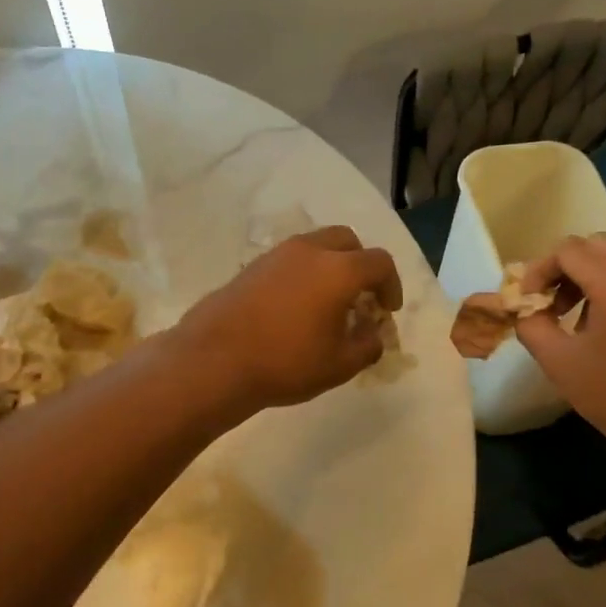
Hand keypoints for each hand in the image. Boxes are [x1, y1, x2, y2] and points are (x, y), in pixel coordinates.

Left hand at [174, 226, 402, 417]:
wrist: (214, 360)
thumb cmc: (286, 363)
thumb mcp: (340, 365)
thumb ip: (367, 345)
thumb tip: (372, 333)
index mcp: (338, 270)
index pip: (379, 262)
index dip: (391, 285)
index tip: (387, 311)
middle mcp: (310, 251)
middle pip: (348, 241)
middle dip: (361, 265)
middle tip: (361, 298)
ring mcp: (277, 254)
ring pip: (316, 245)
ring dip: (331, 266)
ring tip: (328, 304)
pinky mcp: (252, 266)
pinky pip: (291, 259)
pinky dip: (305, 273)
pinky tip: (296, 307)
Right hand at [513, 234, 605, 477]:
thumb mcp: (560, 364)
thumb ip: (533, 325)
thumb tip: (526, 308)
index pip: (567, 250)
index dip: (539, 271)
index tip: (528, 301)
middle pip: (594, 245)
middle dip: (564, 267)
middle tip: (549, 303)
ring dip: (587, 274)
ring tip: (572, 316)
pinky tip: (603, 324)